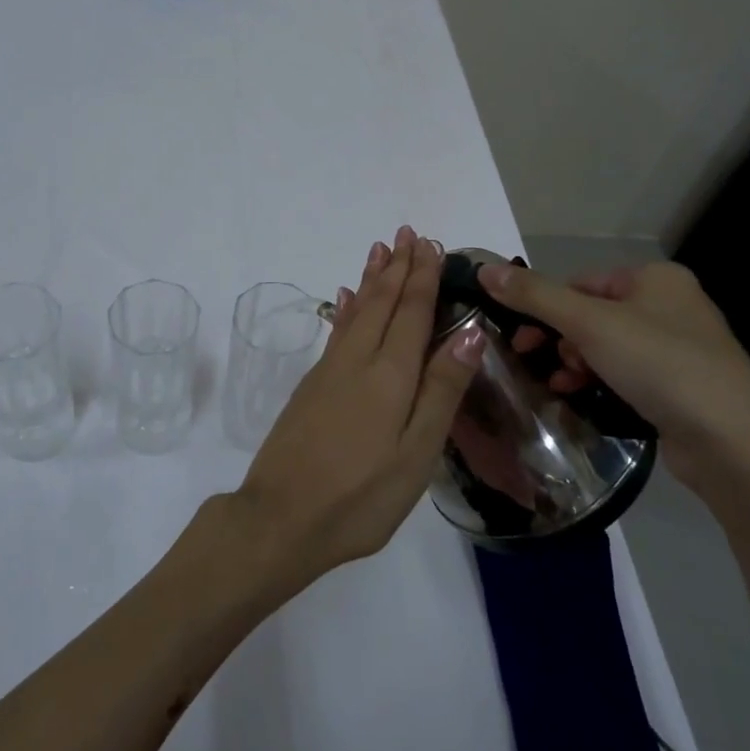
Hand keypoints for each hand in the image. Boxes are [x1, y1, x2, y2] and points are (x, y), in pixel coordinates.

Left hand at [234, 226, 480, 592]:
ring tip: (379, 250)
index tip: (429, 244)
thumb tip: (469, 332)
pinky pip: (337, 330)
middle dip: (397, 267)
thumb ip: (442, 390)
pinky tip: (345, 299)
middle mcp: (357, 360)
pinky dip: (347, 308)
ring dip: (371, 279)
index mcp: (390, 374)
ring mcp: (329, 371)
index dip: (422, 277)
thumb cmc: (360, 495)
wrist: (280, 517)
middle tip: (407, 233)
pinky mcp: (311, 386)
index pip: (411, 312)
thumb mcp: (416, 453)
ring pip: (356, 311)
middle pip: (382, 302)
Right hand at [478, 260, 749, 496]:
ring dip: (575, 364)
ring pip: (606, 348)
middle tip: (537, 360)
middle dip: (560, 339)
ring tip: (561, 386)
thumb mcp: (588, 323)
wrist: (734, 444)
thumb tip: (483, 270)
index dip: (545, 307)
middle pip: (591, 314)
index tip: (521, 337)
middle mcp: (671, 306)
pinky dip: (599, 383)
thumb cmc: (660, 365)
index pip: (580, 282)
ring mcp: (680, 349)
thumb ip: (534, 295)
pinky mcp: (682, 388)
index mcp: (656, 278)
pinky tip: (582, 399)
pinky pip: (626, 375)